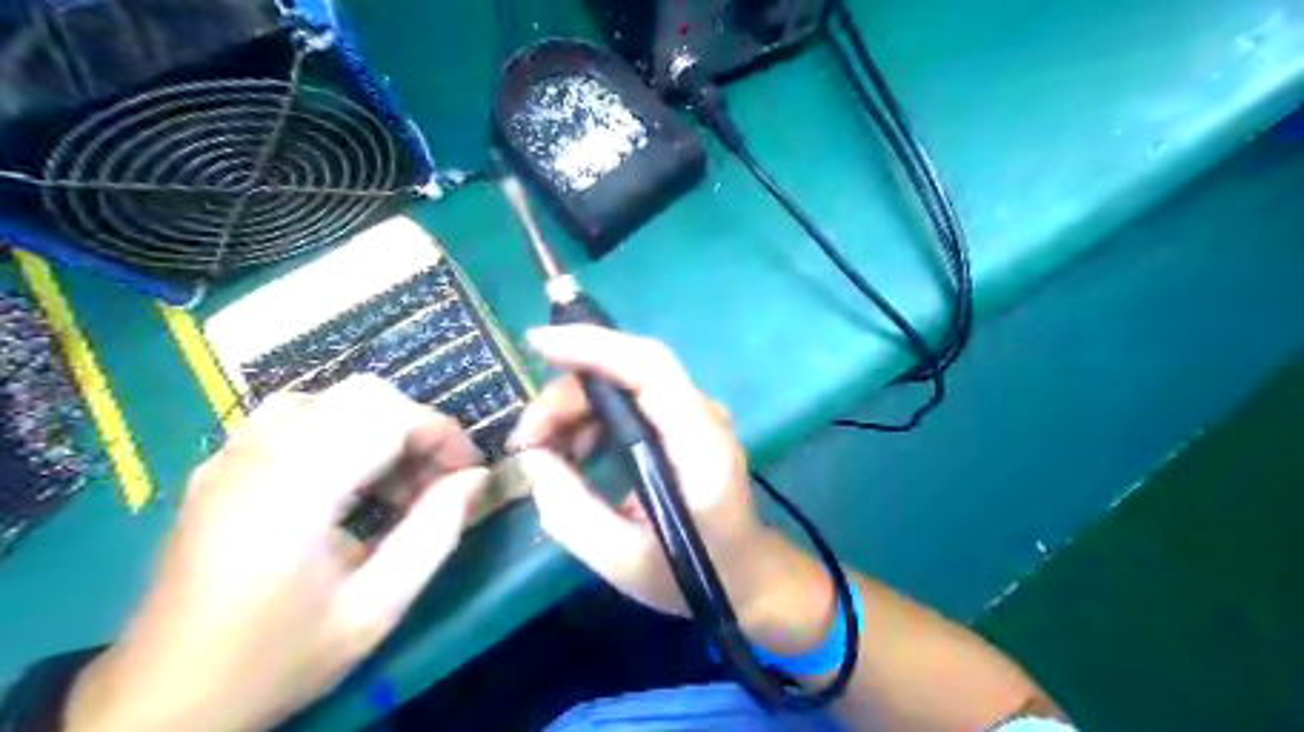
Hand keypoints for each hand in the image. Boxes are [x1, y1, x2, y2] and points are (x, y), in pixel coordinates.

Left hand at [62, 378, 488, 731]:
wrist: (161, 704)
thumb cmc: (276, 659)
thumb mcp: (375, 609)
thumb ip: (435, 534)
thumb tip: (477, 478)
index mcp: (294, 490)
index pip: (388, 416)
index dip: (442, 434)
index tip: (469, 474)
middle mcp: (258, 455)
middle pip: (363, 394)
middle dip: (415, 426)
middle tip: (435, 480)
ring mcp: (231, 455)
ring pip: (331, 397)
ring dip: (379, 427)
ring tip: (395, 483)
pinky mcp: (220, 466)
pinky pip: (295, 415)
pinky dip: (341, 430)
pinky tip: (348, 480)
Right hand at [509, 327, 833, 652]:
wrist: (745, 574)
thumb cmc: (693, 574)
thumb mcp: (624, 561)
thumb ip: (571, 512)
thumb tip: (534, 458)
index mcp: (700, 445)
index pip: (651, 368)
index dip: (595, 346)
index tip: (538, 343)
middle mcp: (701, 415)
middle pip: (627, 372)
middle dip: (567, 395)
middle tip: (526, 440)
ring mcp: (694, 415)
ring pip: (622, 383)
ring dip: (574, 407)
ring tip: (544, 452)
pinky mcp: (681, 422)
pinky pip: (628, 402)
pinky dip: (591, 418)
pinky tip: (575, 453)